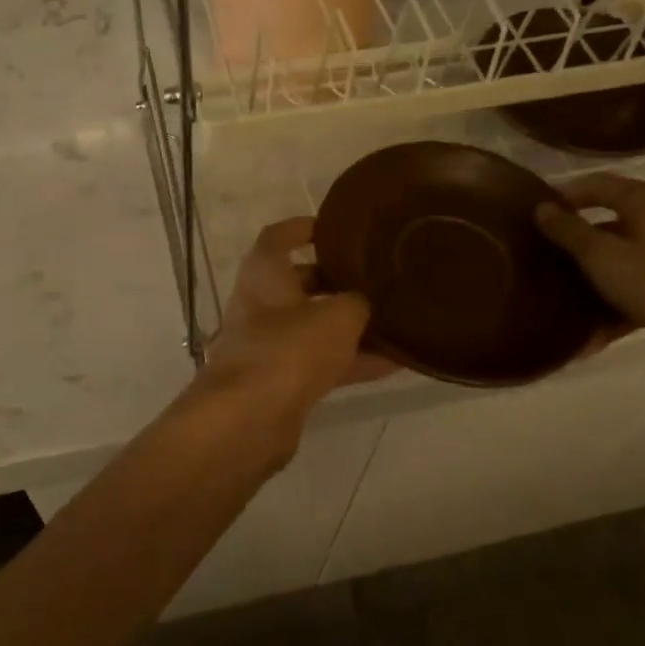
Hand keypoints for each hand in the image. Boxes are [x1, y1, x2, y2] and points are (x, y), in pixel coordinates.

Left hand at [198, 218, 394, 418]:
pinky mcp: (279, 381)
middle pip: (298, 283)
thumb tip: (365, 303)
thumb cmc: (289, 348)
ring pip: (313, 326)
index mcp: (263, 273)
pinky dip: (352, 360)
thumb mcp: (337, 316)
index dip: (303, 227)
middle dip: (335, 279)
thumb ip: (358, 303)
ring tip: (395, 319)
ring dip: (349, 325)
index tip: (335, 227)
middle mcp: (260, 303)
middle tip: (375, 276)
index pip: (278, 237)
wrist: (249, 417)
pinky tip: (395, 363)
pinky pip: (320, 362)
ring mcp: (267, 344)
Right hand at [533, 174, 644, 373]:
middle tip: (542, 255)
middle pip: (609, 220)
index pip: (595, 184)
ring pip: (624, 255)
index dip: (563, 196)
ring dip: (594, 275)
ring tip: (562, 295)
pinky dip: (617, 299)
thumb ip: (569, 231)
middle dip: (575, 240)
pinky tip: (594, 331)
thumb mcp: (603, 258)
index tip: (532, 215)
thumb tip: (541, 207)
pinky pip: (641, 283)